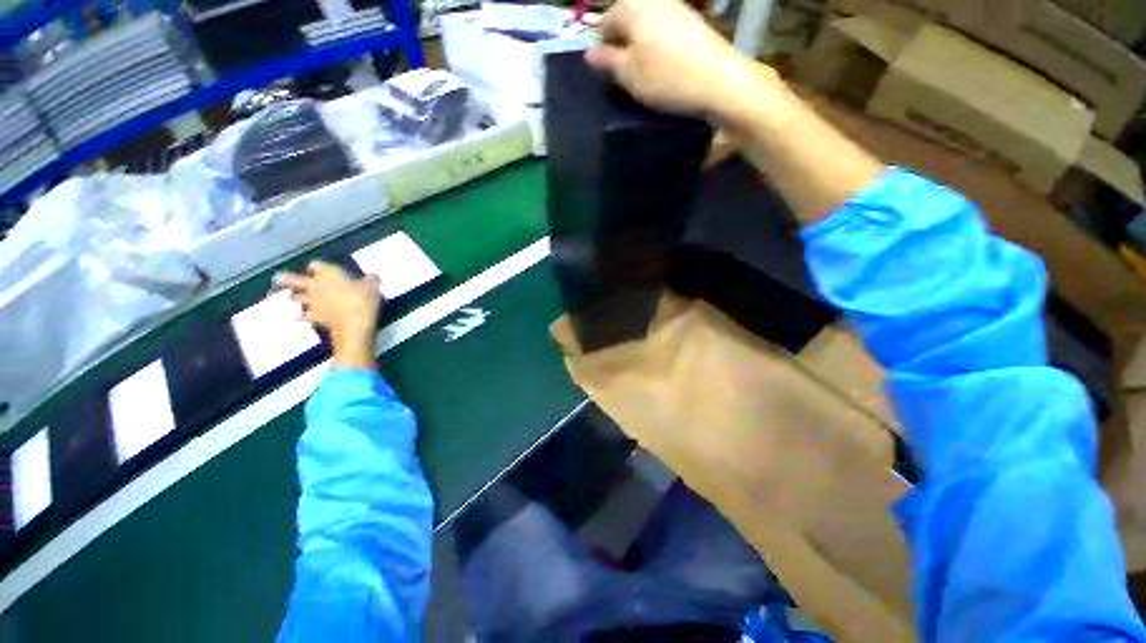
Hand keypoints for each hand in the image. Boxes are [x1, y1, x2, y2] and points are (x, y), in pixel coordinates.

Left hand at [274, 261, 381, 368]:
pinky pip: (304, 316)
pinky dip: (302, 316)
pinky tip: (300, 318)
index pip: (317, 265)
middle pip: (294, 280)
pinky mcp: (315, 318)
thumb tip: (374, 276)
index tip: (319, 268)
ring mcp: (313, 303)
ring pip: (296, 298)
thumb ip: (371, 281)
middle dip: (285, 279)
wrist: (354, 325)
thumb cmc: (362, 300)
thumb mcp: (373, 287)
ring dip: (292, 298)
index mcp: (329, 274)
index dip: (318, 267)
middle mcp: (316, 286)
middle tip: (277, 278)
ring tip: (288, 299)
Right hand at [585, 0, 778, 120]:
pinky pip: (663, 26)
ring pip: (645, 21)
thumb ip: (607, 61)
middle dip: (620, 41)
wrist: (718, 80)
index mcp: (632, 7)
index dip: (601, 45)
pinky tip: (662, 62)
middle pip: (626, 16)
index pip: (605, 20)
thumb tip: (589, 52)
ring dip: (638, 42)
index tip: (604, 69)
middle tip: (622, 70)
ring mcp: (675, 6)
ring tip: (641, 68)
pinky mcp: (691, 19)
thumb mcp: (629, 76)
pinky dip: (656, 42)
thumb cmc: (666, 79)